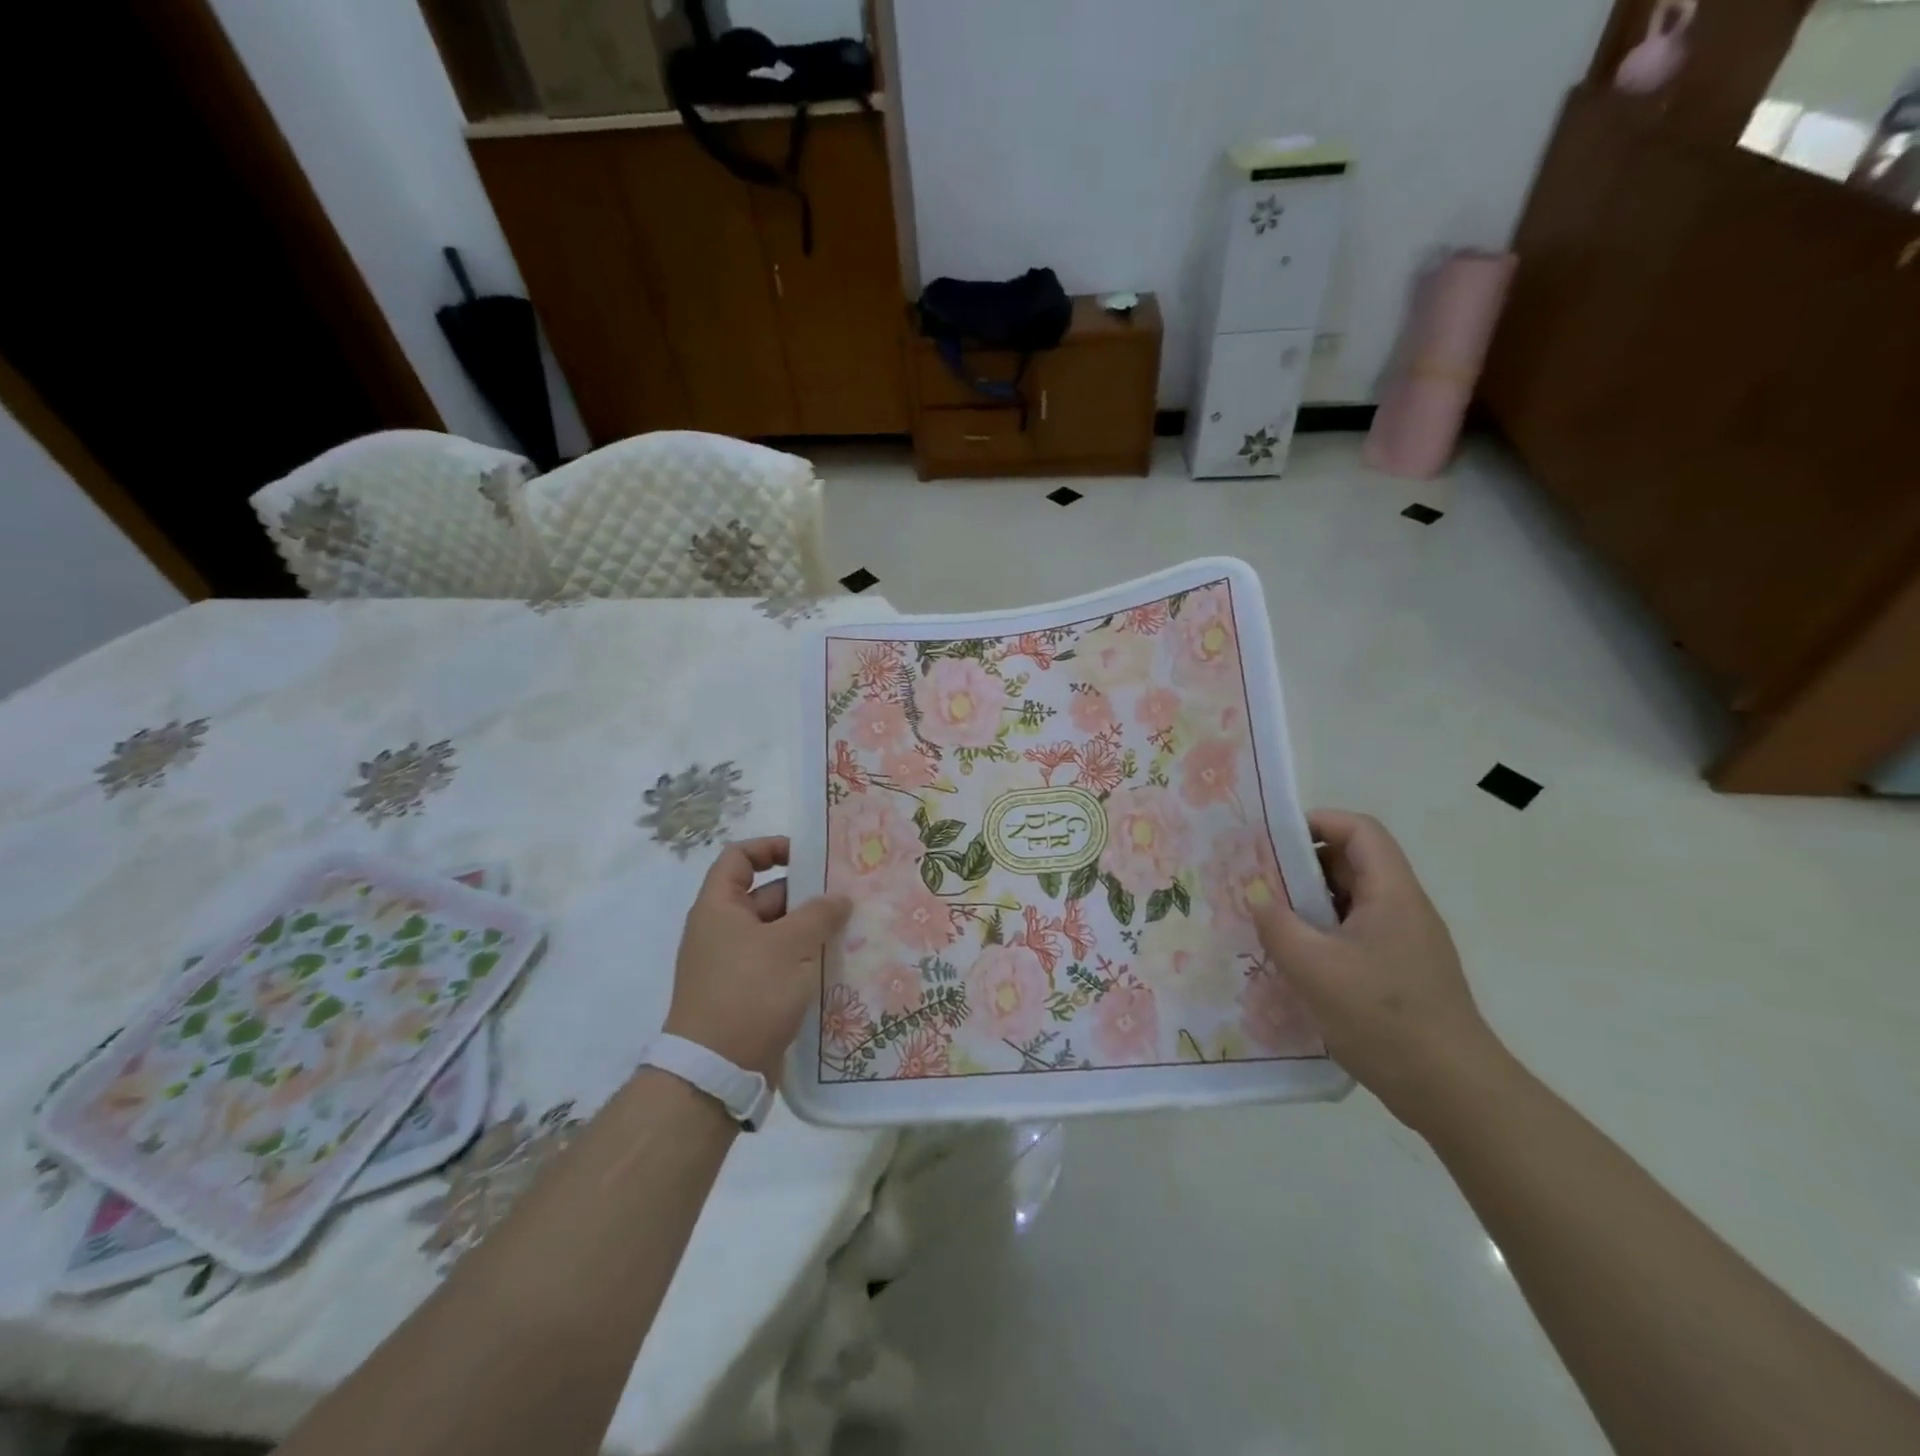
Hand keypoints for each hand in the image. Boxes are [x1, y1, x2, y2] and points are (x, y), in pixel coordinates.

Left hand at [665, 837, 849, 1084]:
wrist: (716, 1072)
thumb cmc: (749, 993)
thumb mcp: (790, 946)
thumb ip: (819, 914)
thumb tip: (839, 898)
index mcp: (719, 908)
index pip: (739, 858)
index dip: (771, 848)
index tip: (809, 857)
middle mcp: (723, 930)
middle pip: (767, 895)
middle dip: (807, 895)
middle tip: (849, 896)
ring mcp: (735, 964)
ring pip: (778, 933)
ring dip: (811, 931)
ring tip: (853, 930)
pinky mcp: (749, 994)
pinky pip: (780, 964)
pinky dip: (805, 960)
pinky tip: (839, 965)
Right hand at [1252, 810, 1505, 1130]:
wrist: (1453, 1092)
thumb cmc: (1383, 1018)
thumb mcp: (1314, 968)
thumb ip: (1277, 924)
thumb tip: (1254, 893)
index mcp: (1391, 894)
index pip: (1359, 831)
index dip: (1316, 822)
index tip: (1272, 839)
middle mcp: (1402, 908)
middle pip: (1352, 863)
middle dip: (1301, 865)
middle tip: (1257, 880)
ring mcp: (1404, 942)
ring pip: (1351, 901)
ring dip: (1308, 903)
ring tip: (1267, 919)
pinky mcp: (1399, 971)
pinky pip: (1354, 933)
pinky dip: (1321, 933)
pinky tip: (1294, 959)